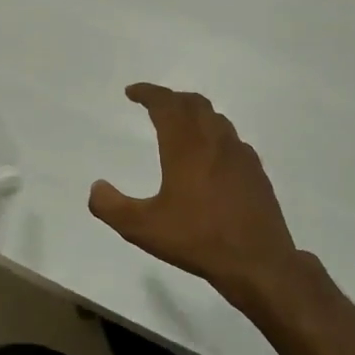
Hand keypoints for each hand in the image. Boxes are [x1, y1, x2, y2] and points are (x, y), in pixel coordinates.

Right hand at [89, 84, 301, 307]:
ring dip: (194, 113)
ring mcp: (240, 155)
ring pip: (216, 119)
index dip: (148, 93)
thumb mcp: (143, 228)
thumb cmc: (197, 239)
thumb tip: (96, 187)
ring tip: (180, 125)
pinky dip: (214, 134)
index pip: (166, 104)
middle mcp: (215, 142)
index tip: (132, 92)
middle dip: (171, 98)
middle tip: (153, 104)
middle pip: (194, 104)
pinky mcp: (255, 172)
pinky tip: (210, 156)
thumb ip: (111, 207)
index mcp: (186, 147)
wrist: (257, 262)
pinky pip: (231, 139)